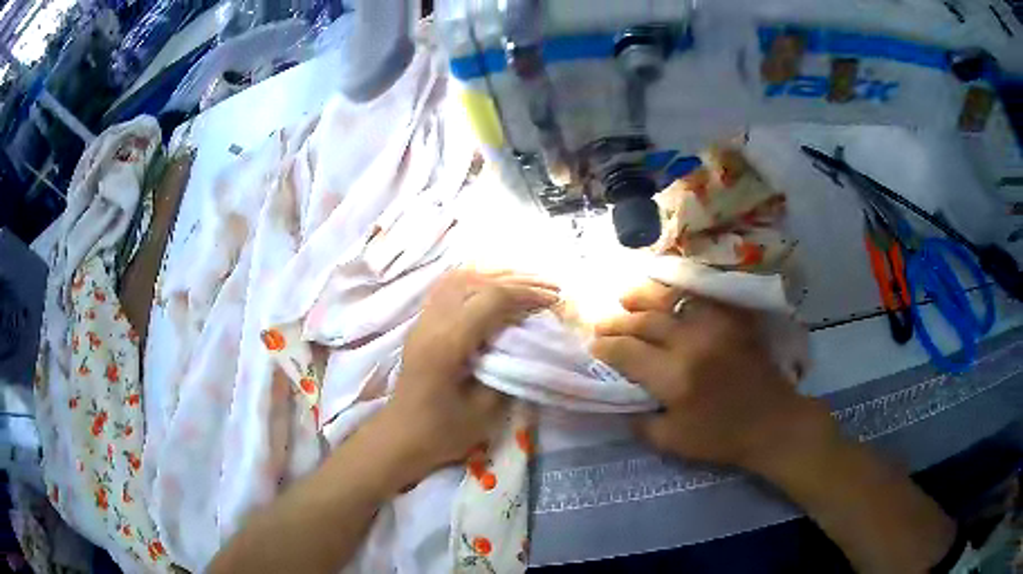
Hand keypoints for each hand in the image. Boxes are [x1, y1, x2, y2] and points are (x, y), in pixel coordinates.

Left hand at [372, 269, 559, 488]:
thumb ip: (508, 371)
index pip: (491, 299)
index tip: (553, 301)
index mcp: (447, 343)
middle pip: (477, 281)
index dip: (526, 295)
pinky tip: (493, 287)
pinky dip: (477, 281)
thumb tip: (528, 342)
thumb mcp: (485, 411)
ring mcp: (423, 320)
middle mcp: (432, 322)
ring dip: (496, 277)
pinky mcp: (421, 324)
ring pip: (461, 279)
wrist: (401, 437)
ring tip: (526, 283)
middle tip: (548, 289)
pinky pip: (449, 288)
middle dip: (516, 281)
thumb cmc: (443, 431)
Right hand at [591, 281, 827, 473]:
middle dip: (617, 321)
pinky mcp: (732, 320)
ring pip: (671, 300)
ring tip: (626, 296)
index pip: (627, 351)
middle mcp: (691, 343)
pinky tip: (668, 294)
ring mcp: (714, 326)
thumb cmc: (722, 437)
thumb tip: (622, 400)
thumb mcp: (673, 442)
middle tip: (601, 323)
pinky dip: (679, 292)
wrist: (772, 422)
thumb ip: (641, 422)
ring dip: (643, 296)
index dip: (606, 347)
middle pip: (644, 321)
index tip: (593, 347)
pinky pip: (700, 297)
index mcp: (674, 377)